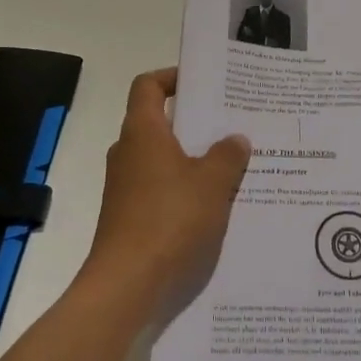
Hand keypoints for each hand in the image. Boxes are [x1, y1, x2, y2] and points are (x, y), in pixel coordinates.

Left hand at [84, 69, 249, 308]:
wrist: (127, 283)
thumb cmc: (170, 219)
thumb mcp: (212, 183)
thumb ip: (227, 155)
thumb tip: (235, 139)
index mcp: (143, 132)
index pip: (148, 85)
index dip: (173, 77)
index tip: (204, 84)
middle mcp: (128, 152)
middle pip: (158, 121)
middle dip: (194, 121)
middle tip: (232, 123)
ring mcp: (125, 185)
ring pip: (162, 157)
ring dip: (192, 157)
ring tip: (232, 164)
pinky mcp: (129, 214)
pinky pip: (160, 186)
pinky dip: (183, 186)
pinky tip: (214, 202)